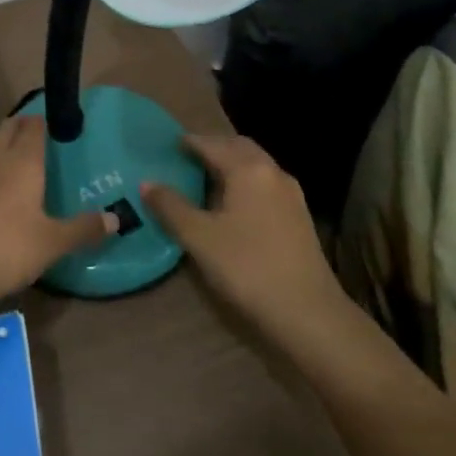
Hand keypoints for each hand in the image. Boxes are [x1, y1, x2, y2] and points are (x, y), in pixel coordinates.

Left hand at [0, 116, 114, 314]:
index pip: (34, 126)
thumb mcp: (53, 242)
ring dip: (6, 146)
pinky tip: (2, 191)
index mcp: (23, 161)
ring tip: (24, 161)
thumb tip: (116, 218)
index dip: (46, 120)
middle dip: (24, 125)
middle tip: (43, 136)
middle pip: (9, 129)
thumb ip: (83, 229)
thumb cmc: (8, 247)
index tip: (60, 122)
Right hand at [143, 134, 344, 351]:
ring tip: (206, 176)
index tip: (168, 144)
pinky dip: (245, 180)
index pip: (212, 144)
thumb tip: (147, 183)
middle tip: (187, 155)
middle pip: (238, 147)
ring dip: (231, 163)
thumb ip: (171, 207)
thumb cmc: (247, 267)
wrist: (309, 312)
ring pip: (256, 164)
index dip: (188, 142)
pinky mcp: (299, 215)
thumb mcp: (199, 237)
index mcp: (247, 169)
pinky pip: (265, 183)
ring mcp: (291, 194)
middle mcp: (272, 172)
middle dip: (213, 146)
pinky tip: (233, 202)